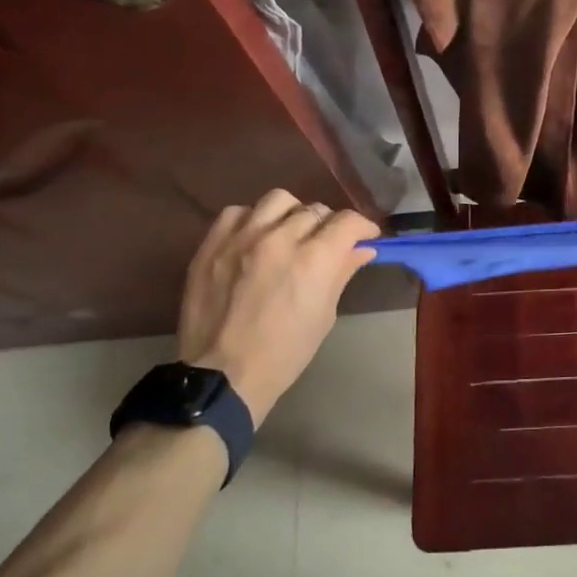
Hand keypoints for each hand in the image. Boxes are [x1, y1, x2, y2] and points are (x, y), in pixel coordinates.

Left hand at [176, 189, 377, 424]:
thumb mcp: (324, 314)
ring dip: (291, 214)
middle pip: (315, 210)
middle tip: (325, 244)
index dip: (362, 226)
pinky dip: (252, 220)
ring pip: (278, 201)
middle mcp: (280, 237)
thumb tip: (363, 249)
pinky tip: (254, 238)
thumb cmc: (285, 352)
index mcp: (314, 259)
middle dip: (327, 225)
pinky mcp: (212, 244)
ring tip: (289, 233)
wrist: (222, 375)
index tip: (364, 236)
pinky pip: (237, 212)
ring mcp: (242, 238)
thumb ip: (342, 273)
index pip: (347, 221)